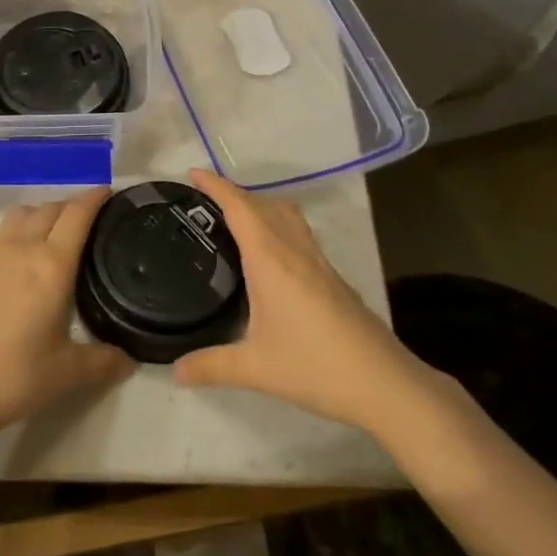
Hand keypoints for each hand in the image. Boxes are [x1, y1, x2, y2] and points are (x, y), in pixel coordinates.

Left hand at [0, 188, 133, 445]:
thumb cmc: (15, 376)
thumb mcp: (67, 372)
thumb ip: (103, 361)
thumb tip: (129, 360)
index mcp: (51, 265)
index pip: (76, 215)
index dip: (94, 198)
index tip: (110, 192)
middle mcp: (22, 249)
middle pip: (50, 208)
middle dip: (73, 205)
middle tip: (93, 219)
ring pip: (23, 214)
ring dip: (44, 212)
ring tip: (59, 232)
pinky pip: (5, 231)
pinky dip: (23, 228)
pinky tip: (28, 257)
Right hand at [172, 170, 438, 433]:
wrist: (383, 382)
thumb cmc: (315, 367)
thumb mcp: (255, 369)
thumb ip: (211, 366)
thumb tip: (173, 371)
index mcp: (271, 260)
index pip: (240, 208)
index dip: (216, 186)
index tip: (193, 173)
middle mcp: (294, 250)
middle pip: (263, 203)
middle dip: (233, 193)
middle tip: (204, 203)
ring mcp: (317, 261)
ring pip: (286, 214)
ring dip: (259, 205)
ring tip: (234, 220)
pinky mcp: (332, 276)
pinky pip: (298, 232)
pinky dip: (276, 225)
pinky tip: (269, 256)